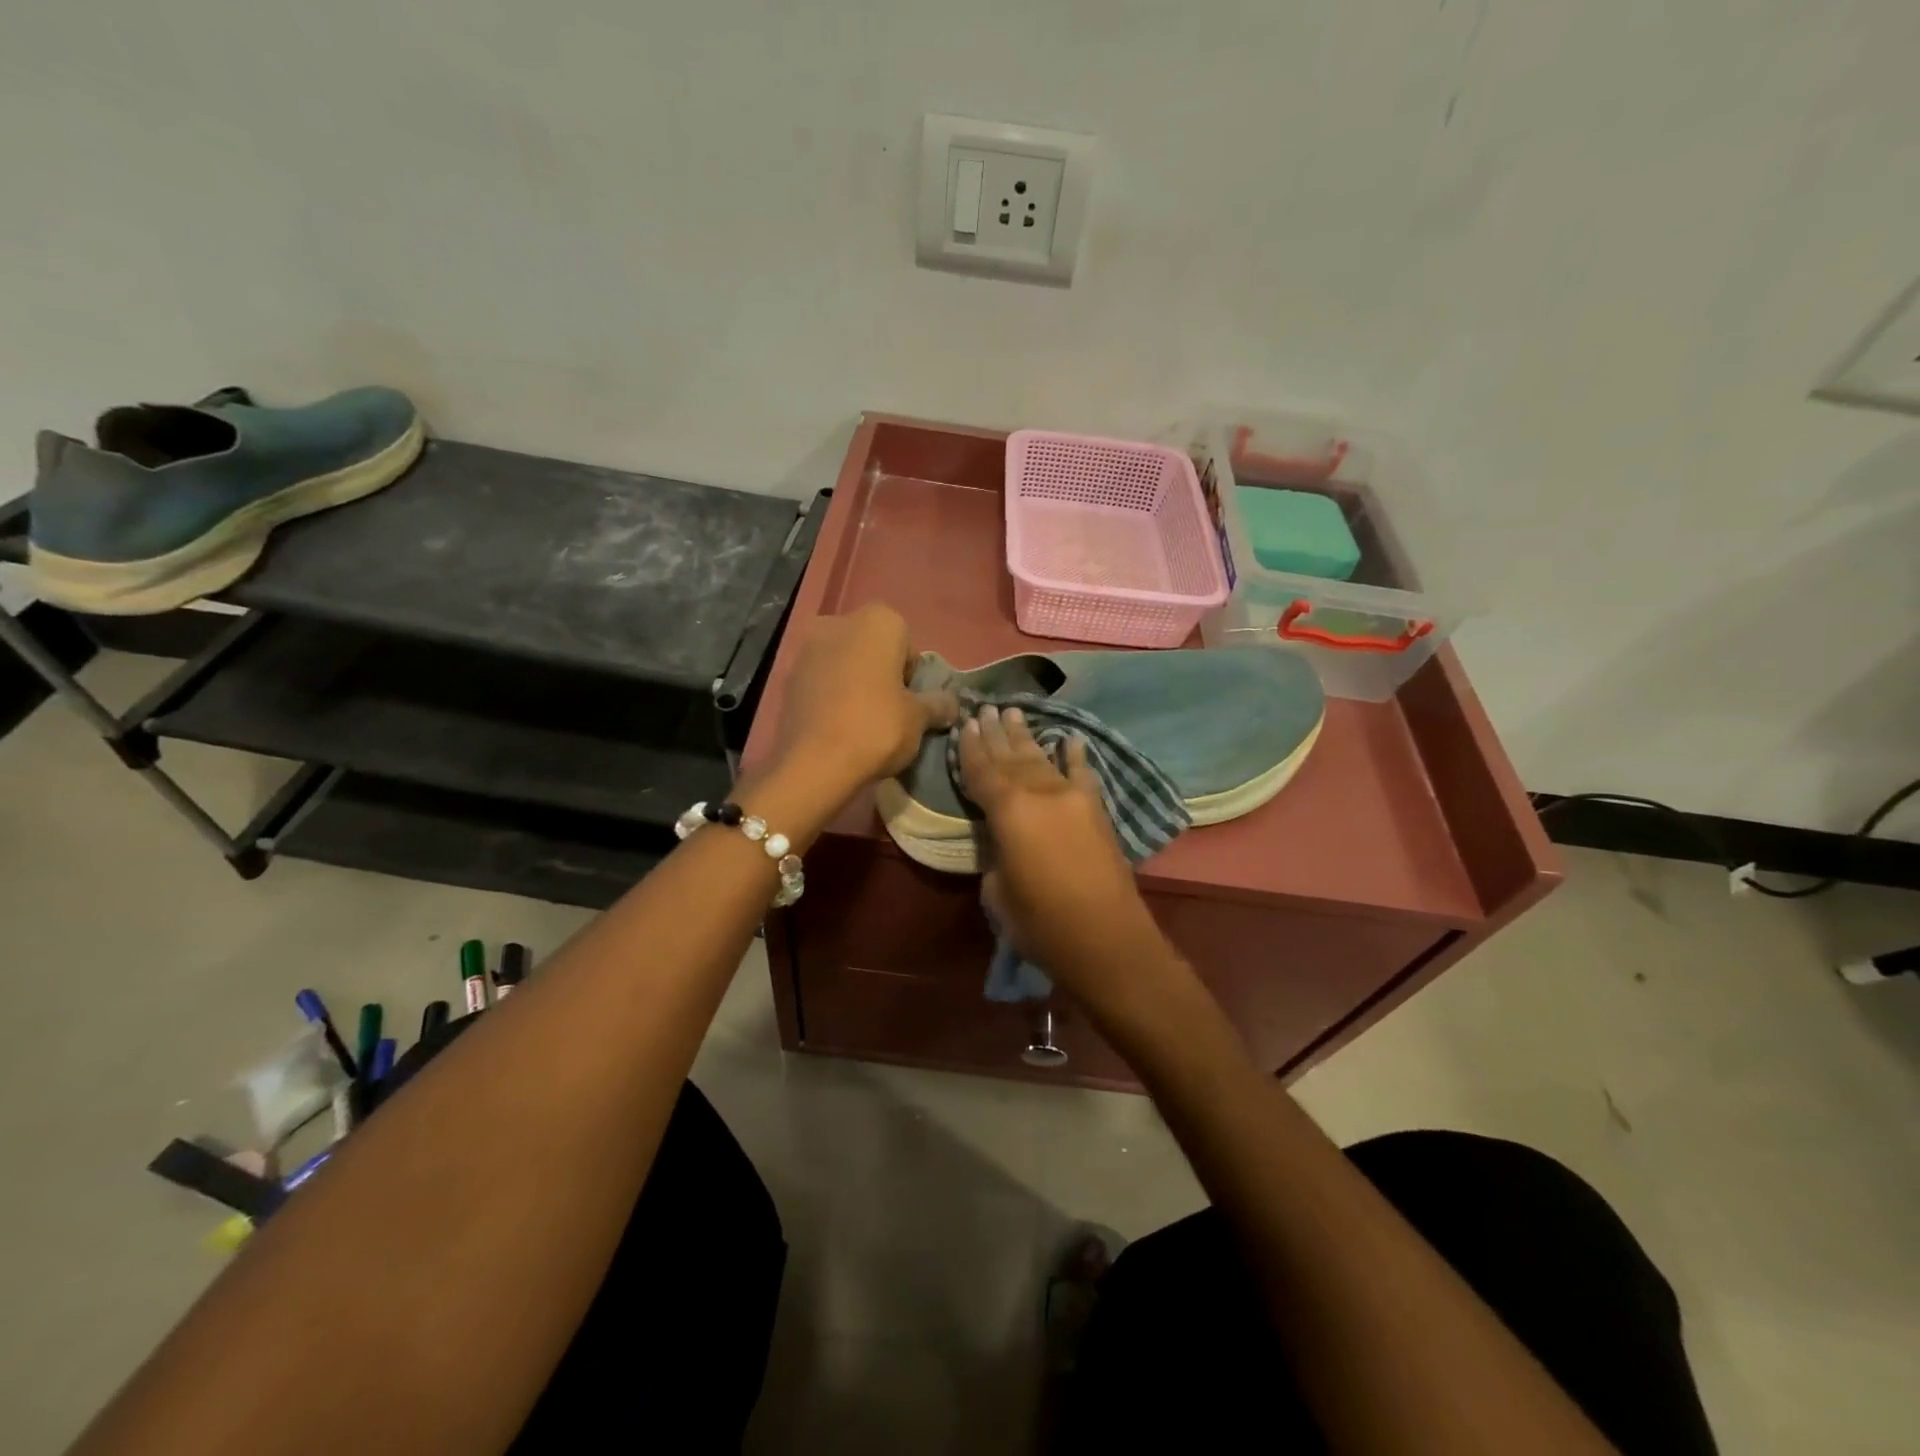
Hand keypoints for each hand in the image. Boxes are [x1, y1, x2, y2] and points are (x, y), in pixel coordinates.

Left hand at [776, 604, 956, 788]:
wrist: (815, 763)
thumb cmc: (877, 728)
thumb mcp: (919, 719)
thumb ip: (938, 704)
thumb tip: (951, 704)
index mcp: (878, 621)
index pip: (906, 641)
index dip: (911, 673)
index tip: (910, 701)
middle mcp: (839, 622)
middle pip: (871, 647)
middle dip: (881, 672)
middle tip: (889, 710)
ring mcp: (807, 648)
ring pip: (843, 662)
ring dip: (854, 682)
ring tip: (861, 721)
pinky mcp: (787, 676)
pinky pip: (821, 680)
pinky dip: (831, 695)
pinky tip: (837, 725)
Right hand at [957, 705, 1165, 996]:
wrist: (1106, 938)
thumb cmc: (1041, 923)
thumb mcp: (997, 891)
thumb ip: (996, 853)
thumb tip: (1002, 839)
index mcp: (1008, 811)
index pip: (982, 771)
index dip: (970, 748)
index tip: (964, 722)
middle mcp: (1040, 792)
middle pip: (1011, 757)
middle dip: (996, 733)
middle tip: (985, 708)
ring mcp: (1072, 797)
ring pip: (1043, 758)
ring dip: (1026, 737)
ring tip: (1013, 713)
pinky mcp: (1097, 810)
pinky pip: (1083, 774)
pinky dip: (1075, 756)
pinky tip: (1070, 739)